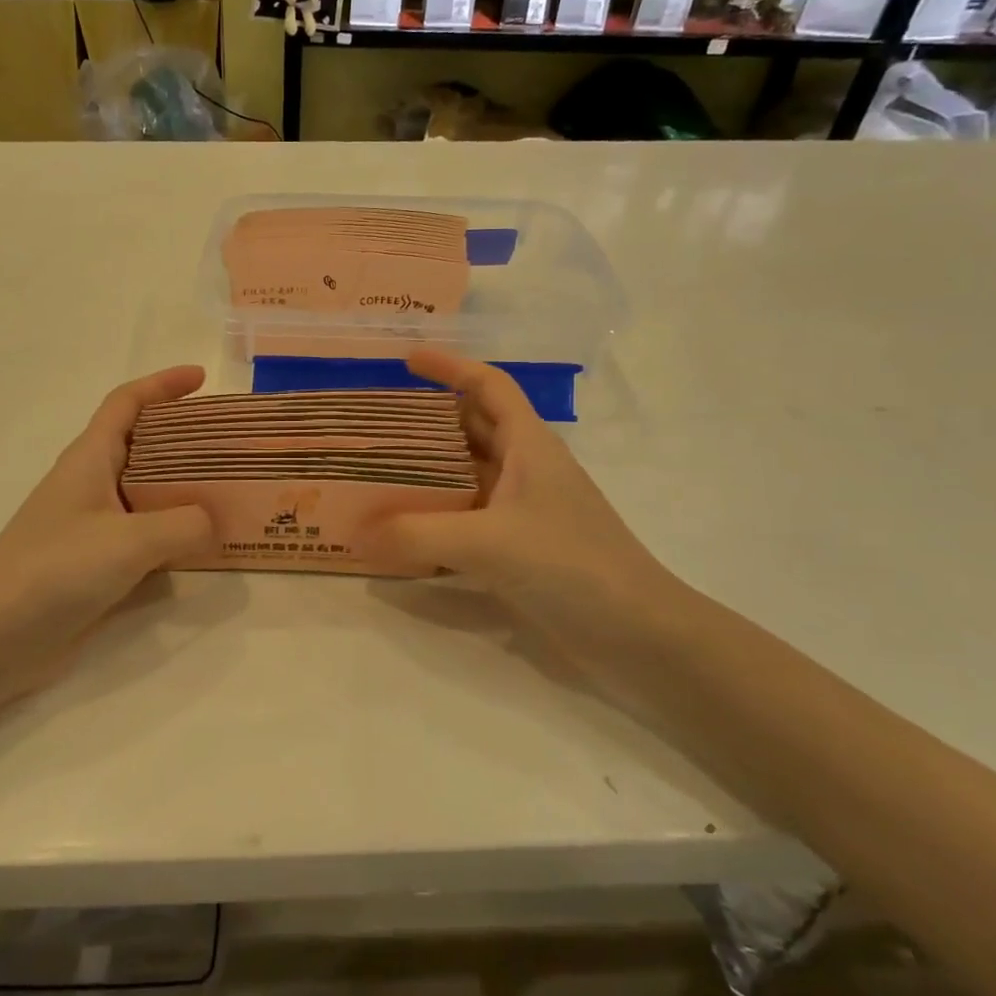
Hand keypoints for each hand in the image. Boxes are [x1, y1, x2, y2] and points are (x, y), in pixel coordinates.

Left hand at [0, 367, 213, 700]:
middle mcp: (92, 484)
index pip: (127, 403)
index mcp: (90, 459)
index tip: (202, 378)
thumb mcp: (127, 541)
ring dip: (187, 489)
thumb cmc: (53, 570)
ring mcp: (94, 526)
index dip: (163, 384)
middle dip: (187, 437)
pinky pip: (148, 535)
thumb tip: (214, 522)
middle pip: (144, 445)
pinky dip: (177, 534)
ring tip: (233, 493)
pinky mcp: (97, 564)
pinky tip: (206, 547)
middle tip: (232, 444)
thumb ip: (182, 526)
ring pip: (149, 493)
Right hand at [374, 351, 686, 651]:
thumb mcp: (490, 543)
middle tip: (376, 420)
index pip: (489, 386)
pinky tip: (402, 530)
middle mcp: (526, 470)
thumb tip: (356, 533)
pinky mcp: (519, 549)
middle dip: (428, 418)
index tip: (407, 359)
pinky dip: (436, 516)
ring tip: (376, 469)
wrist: (638, 635)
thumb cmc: (573, 566)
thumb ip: (418, 535)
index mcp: (530, 446)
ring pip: (467, 474)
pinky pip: (467, 518)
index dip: (451, 367)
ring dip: (427, 469)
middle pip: (472, 427)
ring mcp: (523, 511)